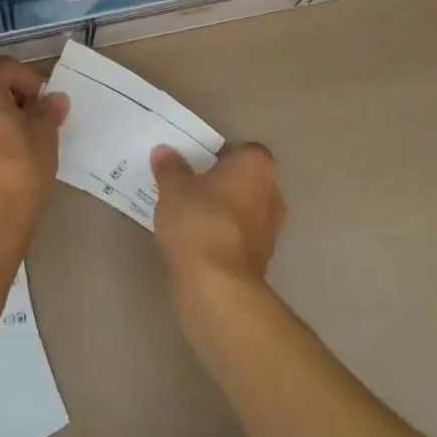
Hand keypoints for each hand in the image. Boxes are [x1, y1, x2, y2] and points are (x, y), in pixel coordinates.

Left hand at [0, 58, 68, 244]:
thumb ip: (48, 110)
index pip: (7, 67)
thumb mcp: (44, 133)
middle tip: (39, 115)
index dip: (32, 80)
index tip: (49, 100)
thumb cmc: (19, 165)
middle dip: (15, 96)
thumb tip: (55, 100)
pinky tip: (8, 152)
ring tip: (26, 135)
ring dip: (0, 115)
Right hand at [150, 143, 285, 298]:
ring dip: (225, 212)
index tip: (199, 163)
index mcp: (257, 167)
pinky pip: (239, 239)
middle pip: (247, 181)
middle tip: (192, 186)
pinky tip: (198, 242)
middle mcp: (272, 195)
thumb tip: (164, 152)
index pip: (245, 151)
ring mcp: (270, 231)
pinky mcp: (261, 262)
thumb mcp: (173, 187)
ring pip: (245, 211)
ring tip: (191, 216)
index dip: (223, 155)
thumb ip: (170, 167)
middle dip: (224, 184)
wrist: (217, 286)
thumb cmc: (199, 221)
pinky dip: (223, 238)